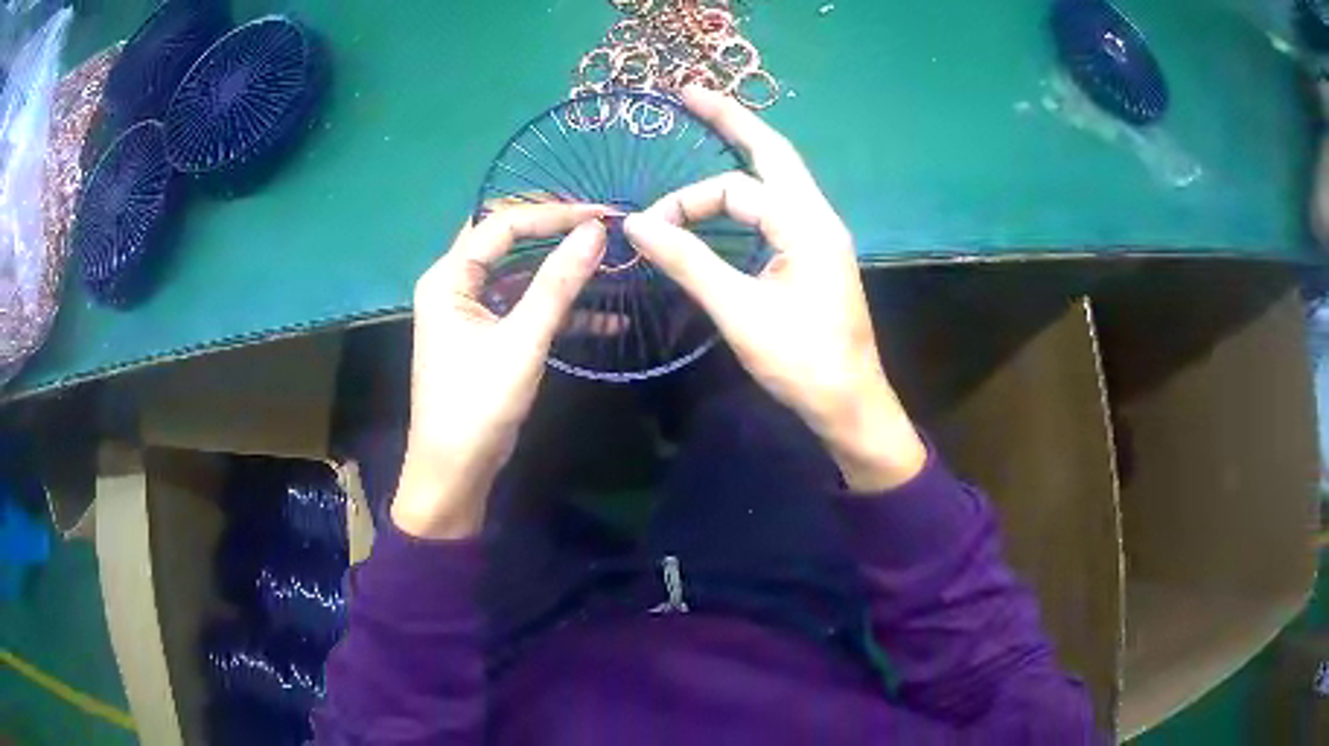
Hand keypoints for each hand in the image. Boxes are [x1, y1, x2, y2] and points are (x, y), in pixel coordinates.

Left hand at [392, 205, 607, 538]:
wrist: (454, 472)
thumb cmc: (478, 405)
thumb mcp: (522, 342)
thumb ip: (558, 283)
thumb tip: (596, 232)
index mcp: (448, 278)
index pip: (501, 224)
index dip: (552, 213)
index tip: (601, 216)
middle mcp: (454, 284)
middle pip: (506, 239)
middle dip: (554, 229)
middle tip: (600, 225)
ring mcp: (469, 310)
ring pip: (519, 273)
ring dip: (561, 270)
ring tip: (609, 262)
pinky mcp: (485, 335)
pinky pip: (523, 307)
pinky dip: (559, 309)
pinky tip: (607, 319)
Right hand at [624, 87, 925, 491]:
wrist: (850, 402)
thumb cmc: (800, 361)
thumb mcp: (739, 311)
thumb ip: (688, 261)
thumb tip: (636, 224)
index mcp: (806, 224)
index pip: (735, 190)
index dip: (686, 202)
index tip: (647, 228)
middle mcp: (818, 216)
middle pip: (772, 152)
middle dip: (731, 119)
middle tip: (690, 92)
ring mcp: (820, 233)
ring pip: (778, 177)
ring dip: (742, 150)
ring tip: (709, 123)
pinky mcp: (814, 252)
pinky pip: (779, 204)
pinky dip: (749, 189)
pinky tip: (729, 190)